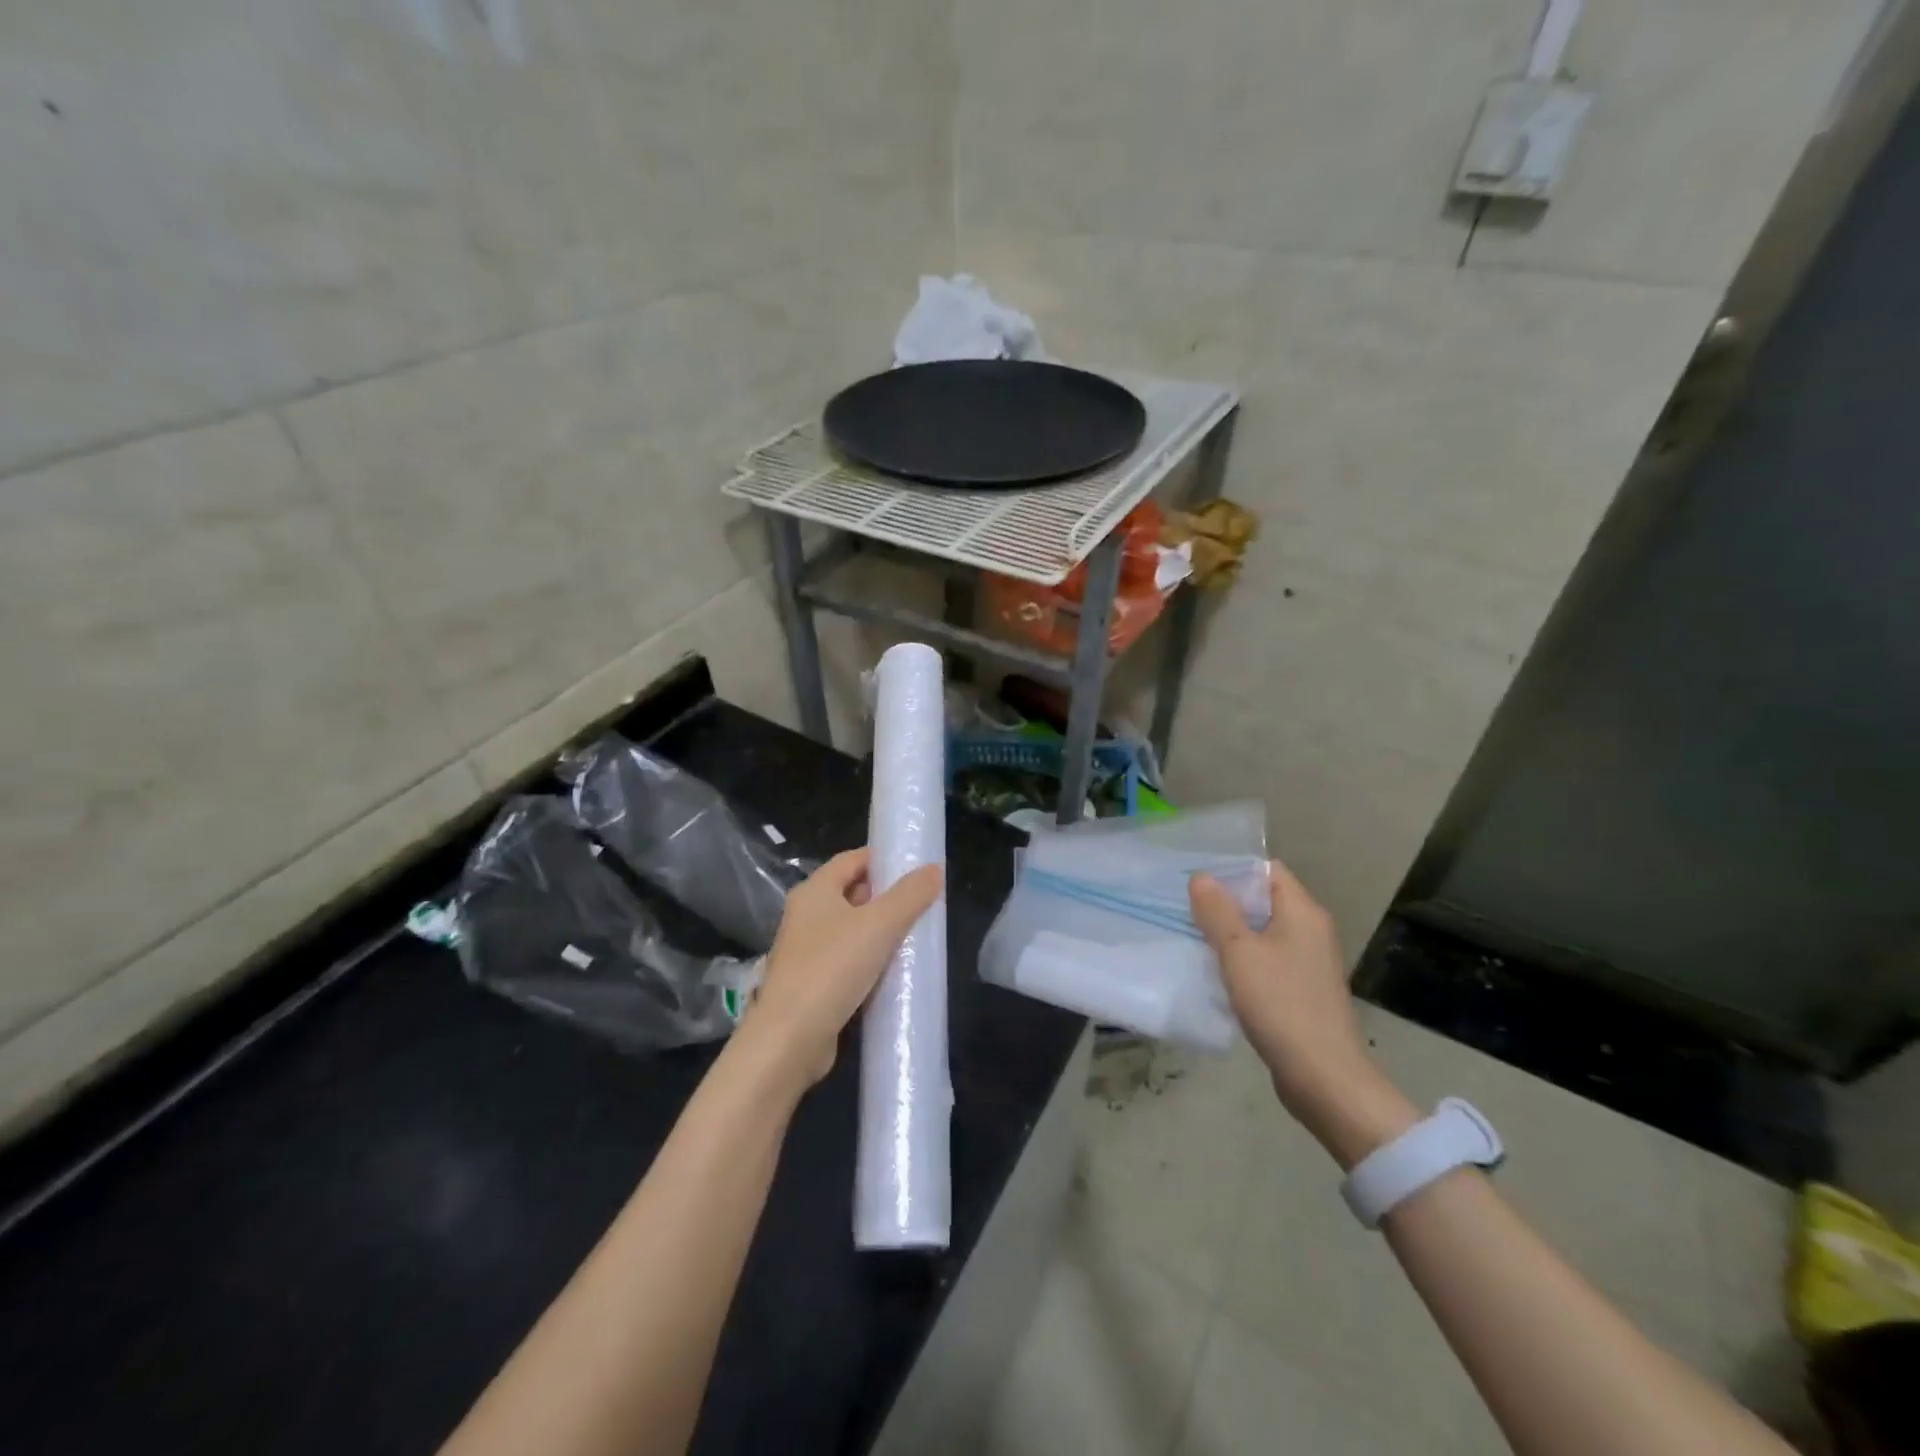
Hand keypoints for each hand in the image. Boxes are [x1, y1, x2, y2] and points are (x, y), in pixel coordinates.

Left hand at [743, 848, 943, 1086]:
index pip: (852, 860)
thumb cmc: (833, 968)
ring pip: (851, 931)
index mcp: (815, 891)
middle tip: (923, 903)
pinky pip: (847, 962)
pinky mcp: (812, 984)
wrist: (790, 1039)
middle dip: (886, 897)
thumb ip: (910, 895)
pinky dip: (870, 962)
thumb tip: (933, 869)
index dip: (883, 859)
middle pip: (852, 894)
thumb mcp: (880, 924)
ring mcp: (807, 952)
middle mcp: (806, 916)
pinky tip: (895, 972)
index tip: (915, 868)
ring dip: (880, 932)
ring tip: (916, 937)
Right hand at [1190, 861, 1416, 1166]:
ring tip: (1196, 938)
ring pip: (1264, 932)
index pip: (1268, 870)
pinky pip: (1269, 960)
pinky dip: (1244, 961)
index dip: (1233, 870)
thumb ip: (1218, 911)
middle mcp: (1312, 930)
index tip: (1197, 883)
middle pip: (1265, 900)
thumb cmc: (1280, 1004)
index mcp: (1303, 912)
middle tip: (1187, 910)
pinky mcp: (1304, 990)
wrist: (1323, 1077)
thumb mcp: (1238, 952)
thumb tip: (1202, 876)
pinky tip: (1219, 974)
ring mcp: (1310, 962)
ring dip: (1232, 934)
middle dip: (1227, 903)